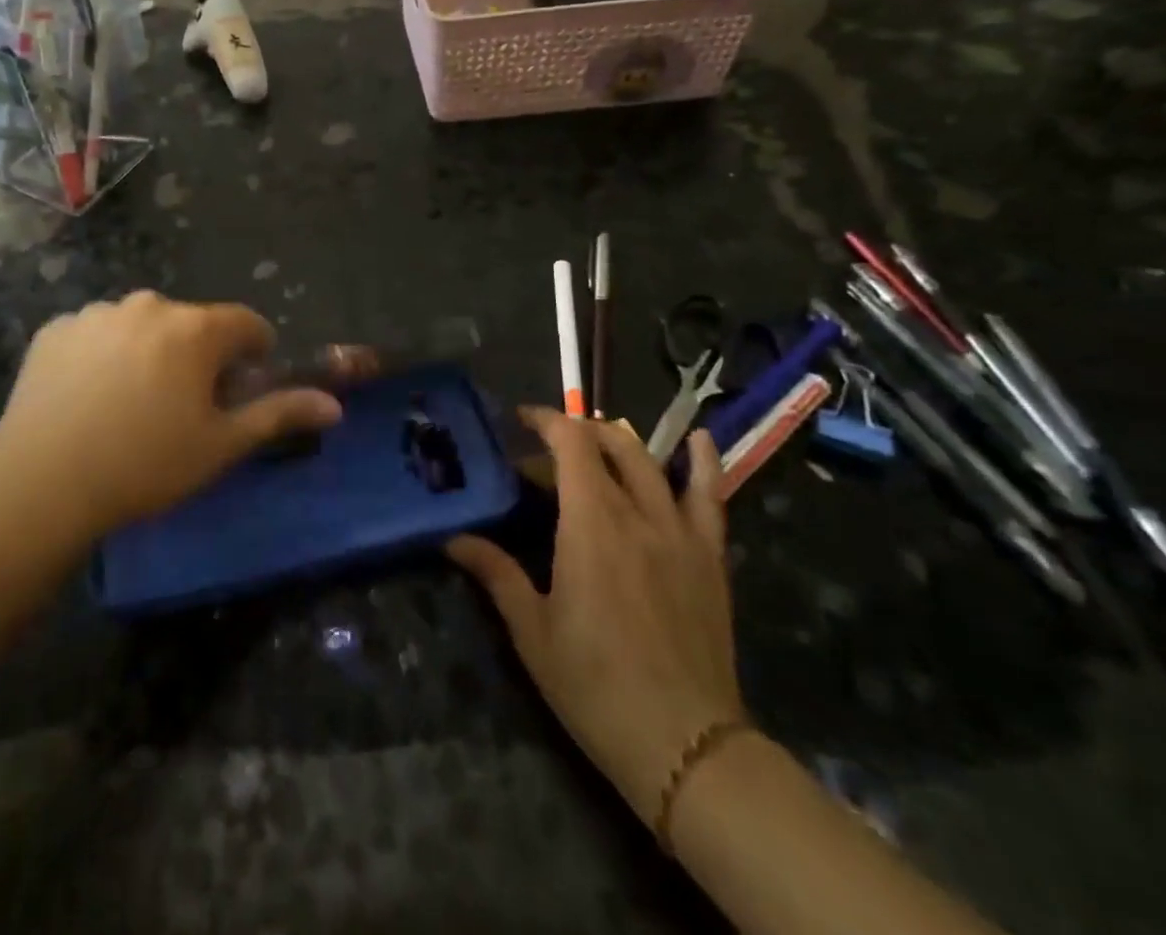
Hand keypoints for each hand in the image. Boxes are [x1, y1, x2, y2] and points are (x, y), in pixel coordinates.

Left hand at [0, 291, 342, 535]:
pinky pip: (98, 334)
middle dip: (199, 356)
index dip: (253, 354)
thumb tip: (334, 405)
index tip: (241, 388)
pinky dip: (105, 355)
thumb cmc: (145, 465)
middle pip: (193, 324)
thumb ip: (279, 414)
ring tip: (131, 404)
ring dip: (151, 352)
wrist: (42, 483)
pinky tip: (90, 397)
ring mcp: (97, 313)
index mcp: (195, 328)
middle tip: (183, 407)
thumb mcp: (221, 445)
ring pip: (143, 326)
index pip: (247, 324)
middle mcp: (149, 305)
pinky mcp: (56, 329)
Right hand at [448, 411, 743, 816]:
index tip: (521, 420)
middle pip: (610, 445)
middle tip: (549, 447)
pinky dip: (704, 463)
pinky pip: (711, 498)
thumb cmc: (595, 686)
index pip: (571, 445)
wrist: (686, 746)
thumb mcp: (532, 631)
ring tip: (599, 440)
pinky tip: (700, 440)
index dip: (546, 421)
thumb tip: (453, 539)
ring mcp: (681, 533)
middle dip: (577, 432)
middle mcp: (638, 514)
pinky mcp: (710, 558)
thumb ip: (496, 574)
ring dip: (621, 441)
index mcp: (591, 524)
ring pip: (652, 462)